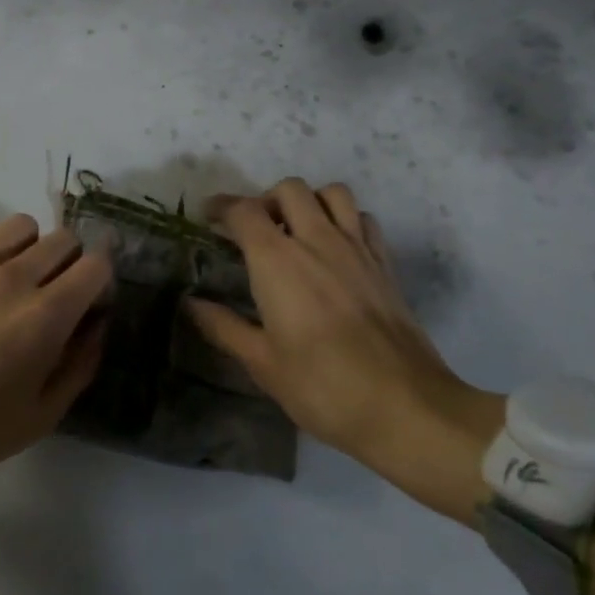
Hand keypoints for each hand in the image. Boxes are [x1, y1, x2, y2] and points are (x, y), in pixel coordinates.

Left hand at [0, 214, 110, 483]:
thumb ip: (80, 366)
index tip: (90, 305)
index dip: (101, 282)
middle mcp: (15, 278)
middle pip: (65, 239)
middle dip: (72, 263)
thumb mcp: (40, 416)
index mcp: (46, 316)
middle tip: (56, 294)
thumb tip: (97, 326)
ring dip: (32, 247)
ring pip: (23, 225)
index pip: (97, 265)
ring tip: (19, 277)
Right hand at [186, 178, 503, 522]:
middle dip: (265, 199)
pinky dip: (346, 220)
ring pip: (332, 193)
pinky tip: (337, 248)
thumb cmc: (322, 386)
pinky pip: (363, 219)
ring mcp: (356, 247)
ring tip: (298, 230)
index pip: (244, 211)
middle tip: (255, 229)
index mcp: (278, 260)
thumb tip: (190, 303)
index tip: (209, 217)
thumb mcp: (262, 363)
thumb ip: (223, 327)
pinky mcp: (384, 263)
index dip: (222, 207)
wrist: (404, 405)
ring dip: (309, 201)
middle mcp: (317, 240)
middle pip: (289, 189)